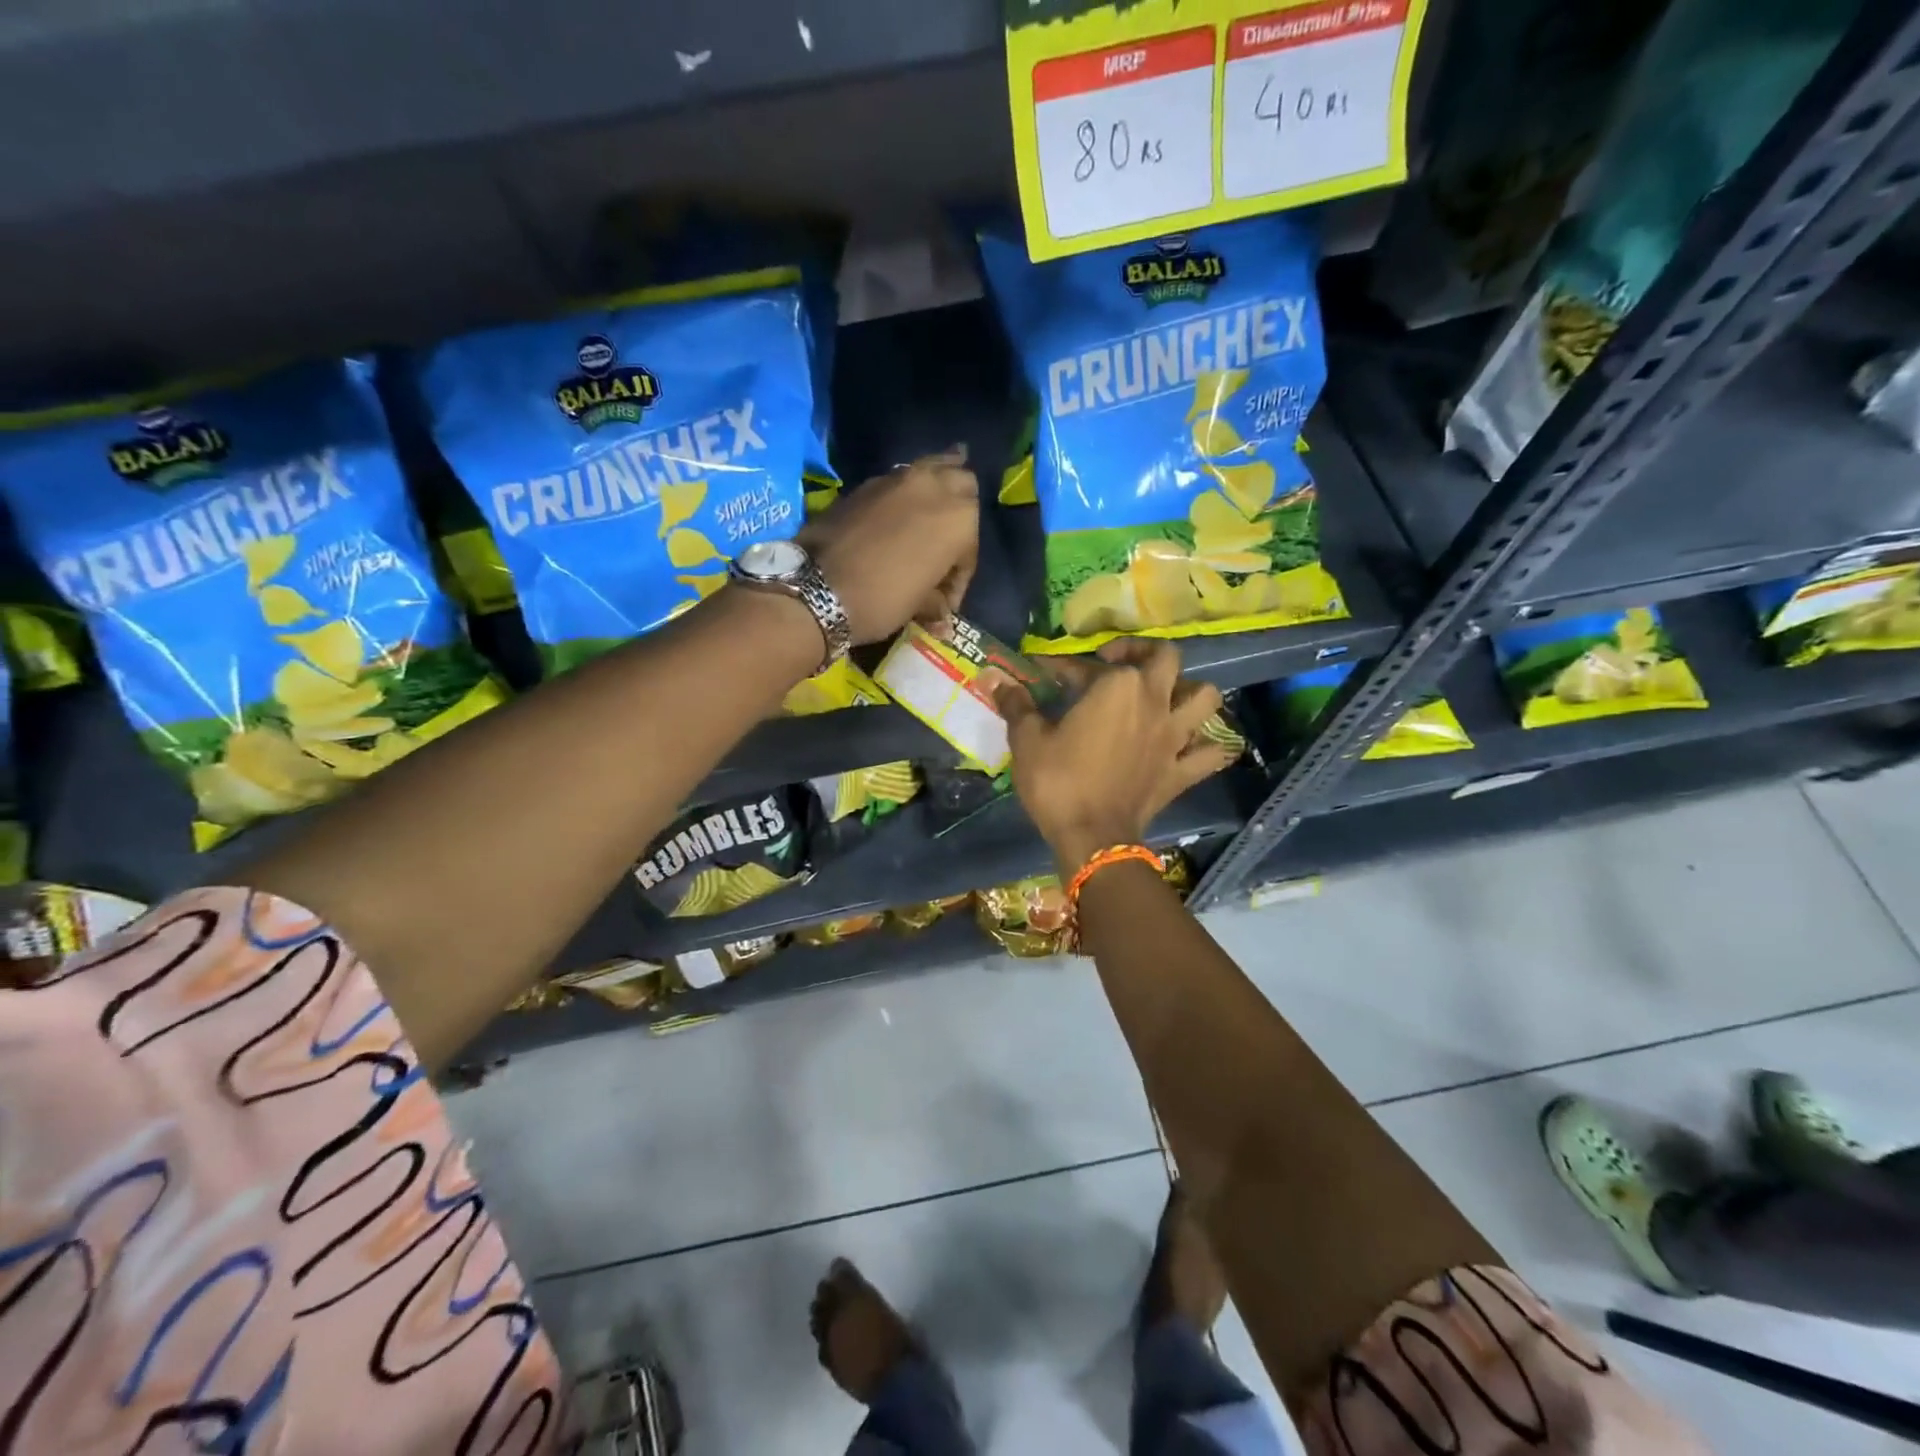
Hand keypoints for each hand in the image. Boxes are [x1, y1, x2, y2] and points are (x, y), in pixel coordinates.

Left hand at [800, 449, 978, 644]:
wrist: (818, 587)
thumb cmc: (883, 599)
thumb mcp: (918, 606)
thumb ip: (936, 603)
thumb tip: (942, 618)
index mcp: (960, 519)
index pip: (970, 549)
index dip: (960, 578)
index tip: (945, 602)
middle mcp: (935, 488)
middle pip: (961, 484)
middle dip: (960, 509)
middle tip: (949, 539)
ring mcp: (898, 479)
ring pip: (930, 470)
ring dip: (936, 487)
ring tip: (932, 508)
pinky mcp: (867, 483)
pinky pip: (899, 481)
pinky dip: (905, 494)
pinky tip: (898, 512)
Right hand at [995, 640, 1234, 871]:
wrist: (1092, 838)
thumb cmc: (1057, 783)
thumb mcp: (1028, 740)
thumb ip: (1016, 704)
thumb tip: (994, 679)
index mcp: (1116, 687)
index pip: (1087, 666)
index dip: (1063, 666)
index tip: (1044, 673)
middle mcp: (1154, 701)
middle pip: (1166, 658)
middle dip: (1143, 653)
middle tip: (1118, 666)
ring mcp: (1174, 736)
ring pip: (1206, 697)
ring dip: (1190, 691)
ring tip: (1166, 697)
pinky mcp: (1182, 770)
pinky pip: (1212, 753)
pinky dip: (1208, 747)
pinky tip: (1193, 745)